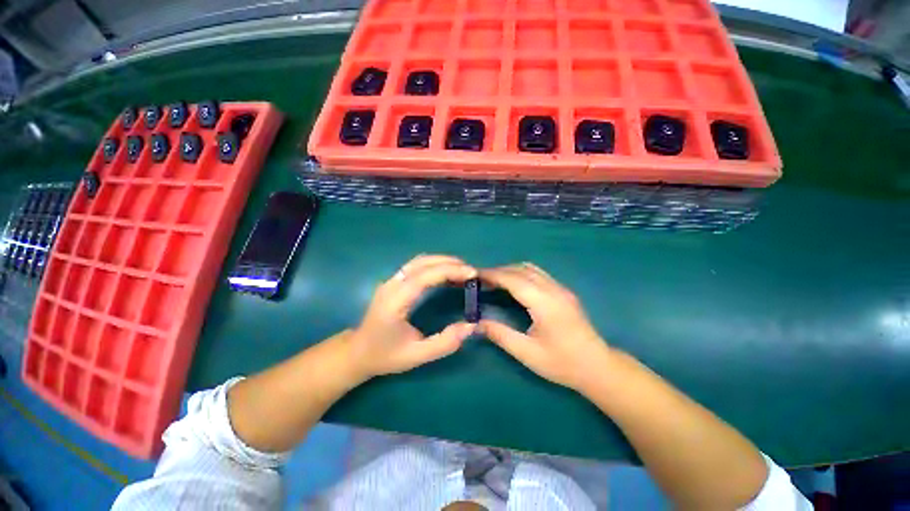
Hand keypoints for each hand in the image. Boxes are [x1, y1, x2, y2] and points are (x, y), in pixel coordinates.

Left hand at [346, 254, 476, 378]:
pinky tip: (447, 273)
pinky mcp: (394, 281)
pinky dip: (435, 265)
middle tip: (472, 272)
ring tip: (463, 270)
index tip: (472, 273)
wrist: (357, 352)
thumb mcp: (416, 356)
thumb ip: (444, 342)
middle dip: (450, 263)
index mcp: (395, 301)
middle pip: (423, 262)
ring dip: (443, 261)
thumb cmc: (385, 356)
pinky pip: (417, 266)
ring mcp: (391, 280)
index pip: (425, 276)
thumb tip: (471, 326)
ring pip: (419, 261)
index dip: (450, 271)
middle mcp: (392, 285)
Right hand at [478, 263, 611, 391]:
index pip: (513, 280)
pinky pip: (538, 274)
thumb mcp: (527, 353)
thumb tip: (477, 323)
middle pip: (521, 269)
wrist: (598, 367)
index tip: (475, 275)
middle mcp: (553, 289)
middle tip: (481, 280)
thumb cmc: (562, 363)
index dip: (493, 275)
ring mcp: (561, 288)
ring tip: (494, 281)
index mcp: (544, 303)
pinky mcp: (564, 292)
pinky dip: (521, 273)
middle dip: (499, 271)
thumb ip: (501, 335)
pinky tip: (514, 285)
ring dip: (510, 271)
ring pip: (531, 269)